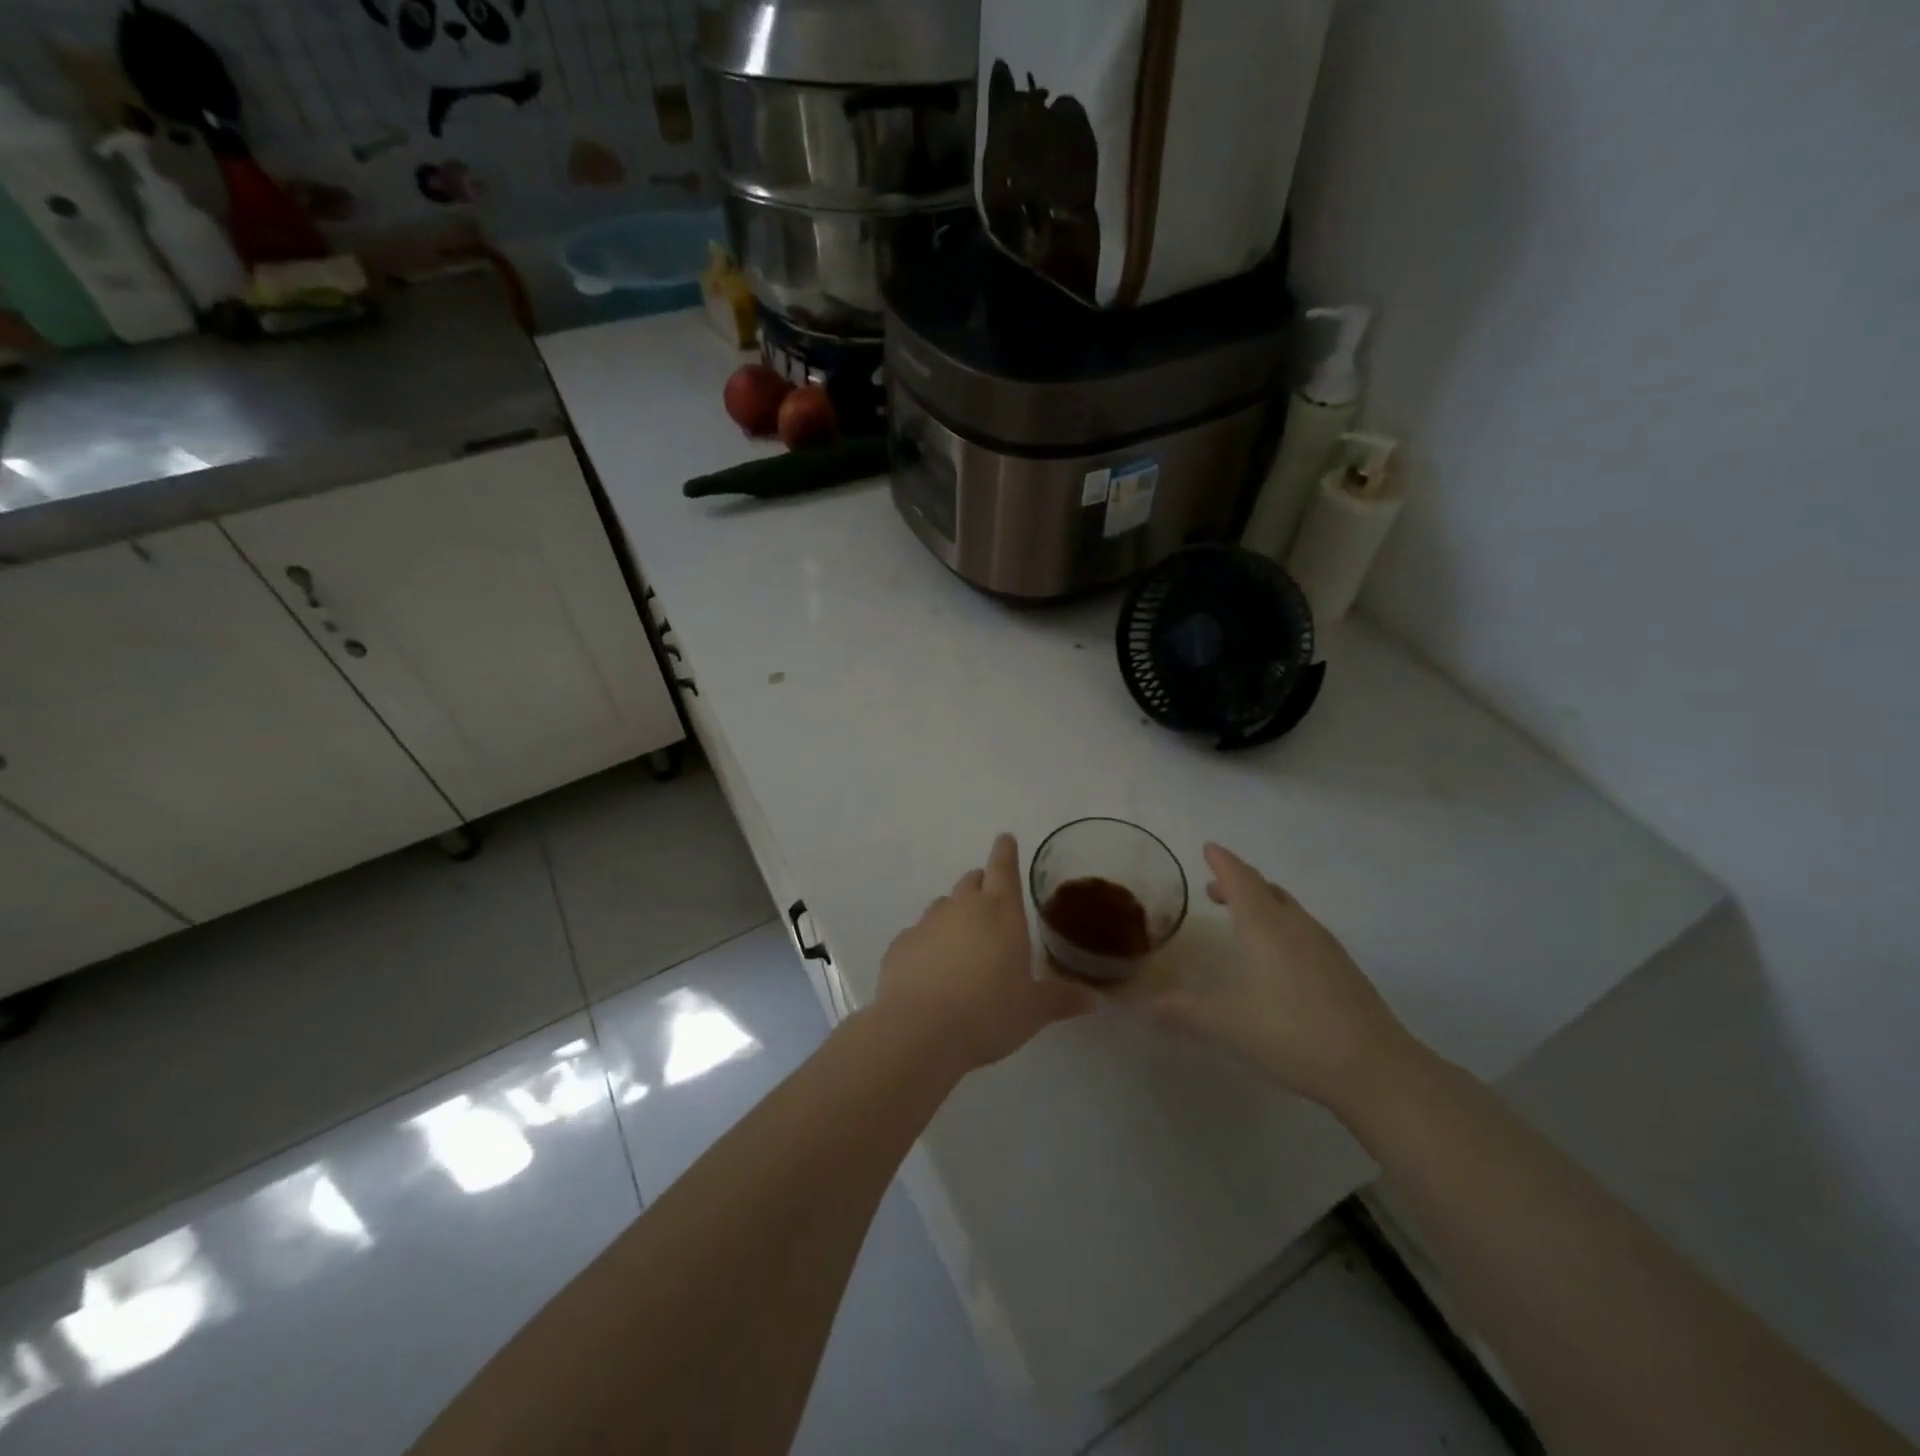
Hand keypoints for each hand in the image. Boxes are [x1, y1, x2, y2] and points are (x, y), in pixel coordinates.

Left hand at [874, 834, 1097, 1074]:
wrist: (920, 1030)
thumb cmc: (989, 1013)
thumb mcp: (1033, 1011)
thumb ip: (1061, 1000)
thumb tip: (1093, 1000)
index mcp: (1001, 912)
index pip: (1004, 868)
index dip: (1005, 851)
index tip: (1005, 838)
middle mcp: (963, 907)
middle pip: (972, 881)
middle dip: (982, 883)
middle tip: (990, 897)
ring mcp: (927, 923)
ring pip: (943, 905)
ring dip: (954, 914)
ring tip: (962, 941)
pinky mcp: (900, 945)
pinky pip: (918, 935)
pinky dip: (928, 943)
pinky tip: (931, 968)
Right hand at [1148, 844, 1415, 1109]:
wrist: (1374, 1067)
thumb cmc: (1291, 1032)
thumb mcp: (1227, 1023)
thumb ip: (1184, 1010)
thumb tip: (1144, 1004)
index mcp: (1264, 925)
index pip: (1239, 878)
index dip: (1222, 862)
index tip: (1209, 847)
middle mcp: (1295, 925)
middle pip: (1265, 888)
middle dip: (1239, 882)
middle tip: (1215, 889)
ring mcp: (1324, 945)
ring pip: (1288, 908)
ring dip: (1262, 904)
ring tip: (1243, 920)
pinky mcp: (1343, 967)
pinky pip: (1303, 930)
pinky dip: (1282, 926)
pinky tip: (1278, 957)